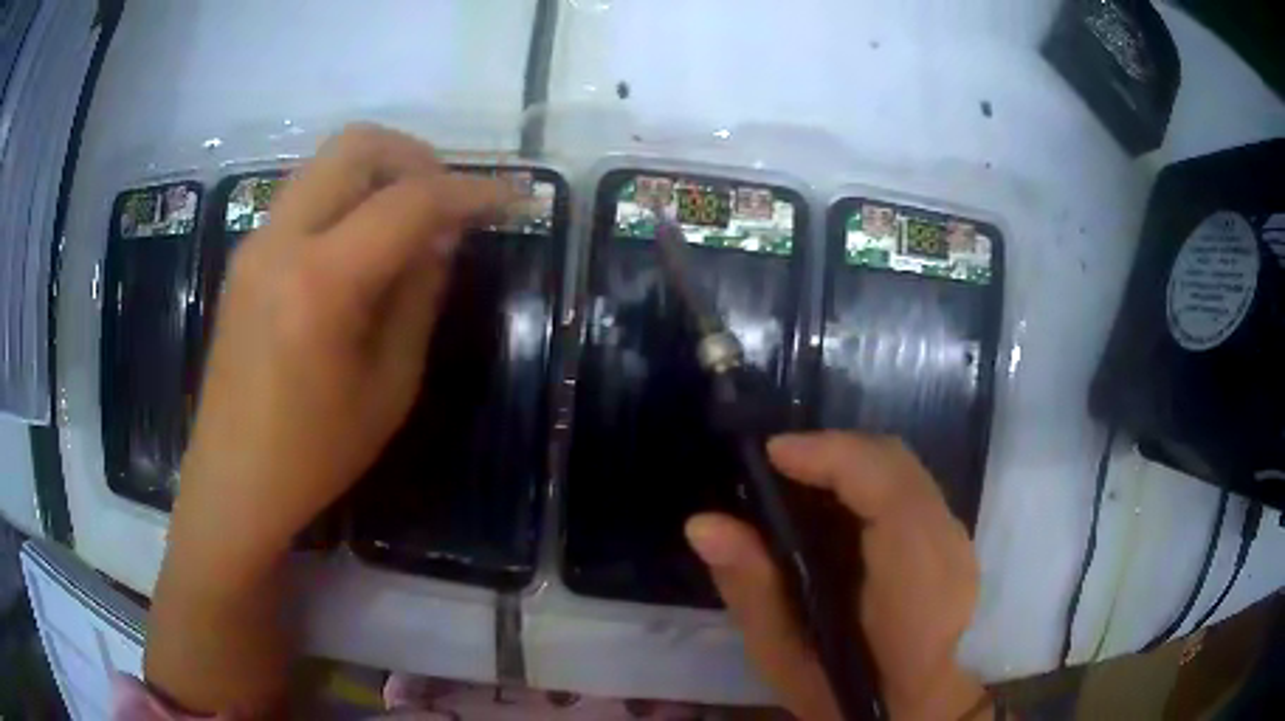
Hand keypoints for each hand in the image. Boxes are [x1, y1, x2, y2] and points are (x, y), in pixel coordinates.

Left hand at [171, 124, 506, 573]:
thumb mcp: (389, 386)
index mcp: (321, 282)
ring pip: (327, 163)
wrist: (234, 481)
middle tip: (449, 200)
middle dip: (417, 158)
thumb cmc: (315, 453)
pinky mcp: (247, 256)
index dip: (471, 191)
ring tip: (411, 221)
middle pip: (356, 146)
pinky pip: (306, 196)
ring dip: (380, 173)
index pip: (409, 201)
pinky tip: (365, 246)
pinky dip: (347, 198)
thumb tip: (442, 237)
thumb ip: (418, 297)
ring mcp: (256, 242)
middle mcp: (281, 240)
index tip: (513, 197)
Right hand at [685, 432, 984, 720]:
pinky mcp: (955, 538)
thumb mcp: (782, 657)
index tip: (773, 454)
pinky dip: (867, 480)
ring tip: (797, 481)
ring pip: (904, 468)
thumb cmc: (843, 693)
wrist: (912, 707)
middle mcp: (947, 549)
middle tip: (777, 468)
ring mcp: (958, 540)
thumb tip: (704, 524)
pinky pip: (909, 485)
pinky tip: (834, 504)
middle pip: (896, 462)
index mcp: (913, 586)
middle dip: (833, 451)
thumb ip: (749, 588)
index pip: (888, 489)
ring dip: (849, 463)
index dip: (833, 455)